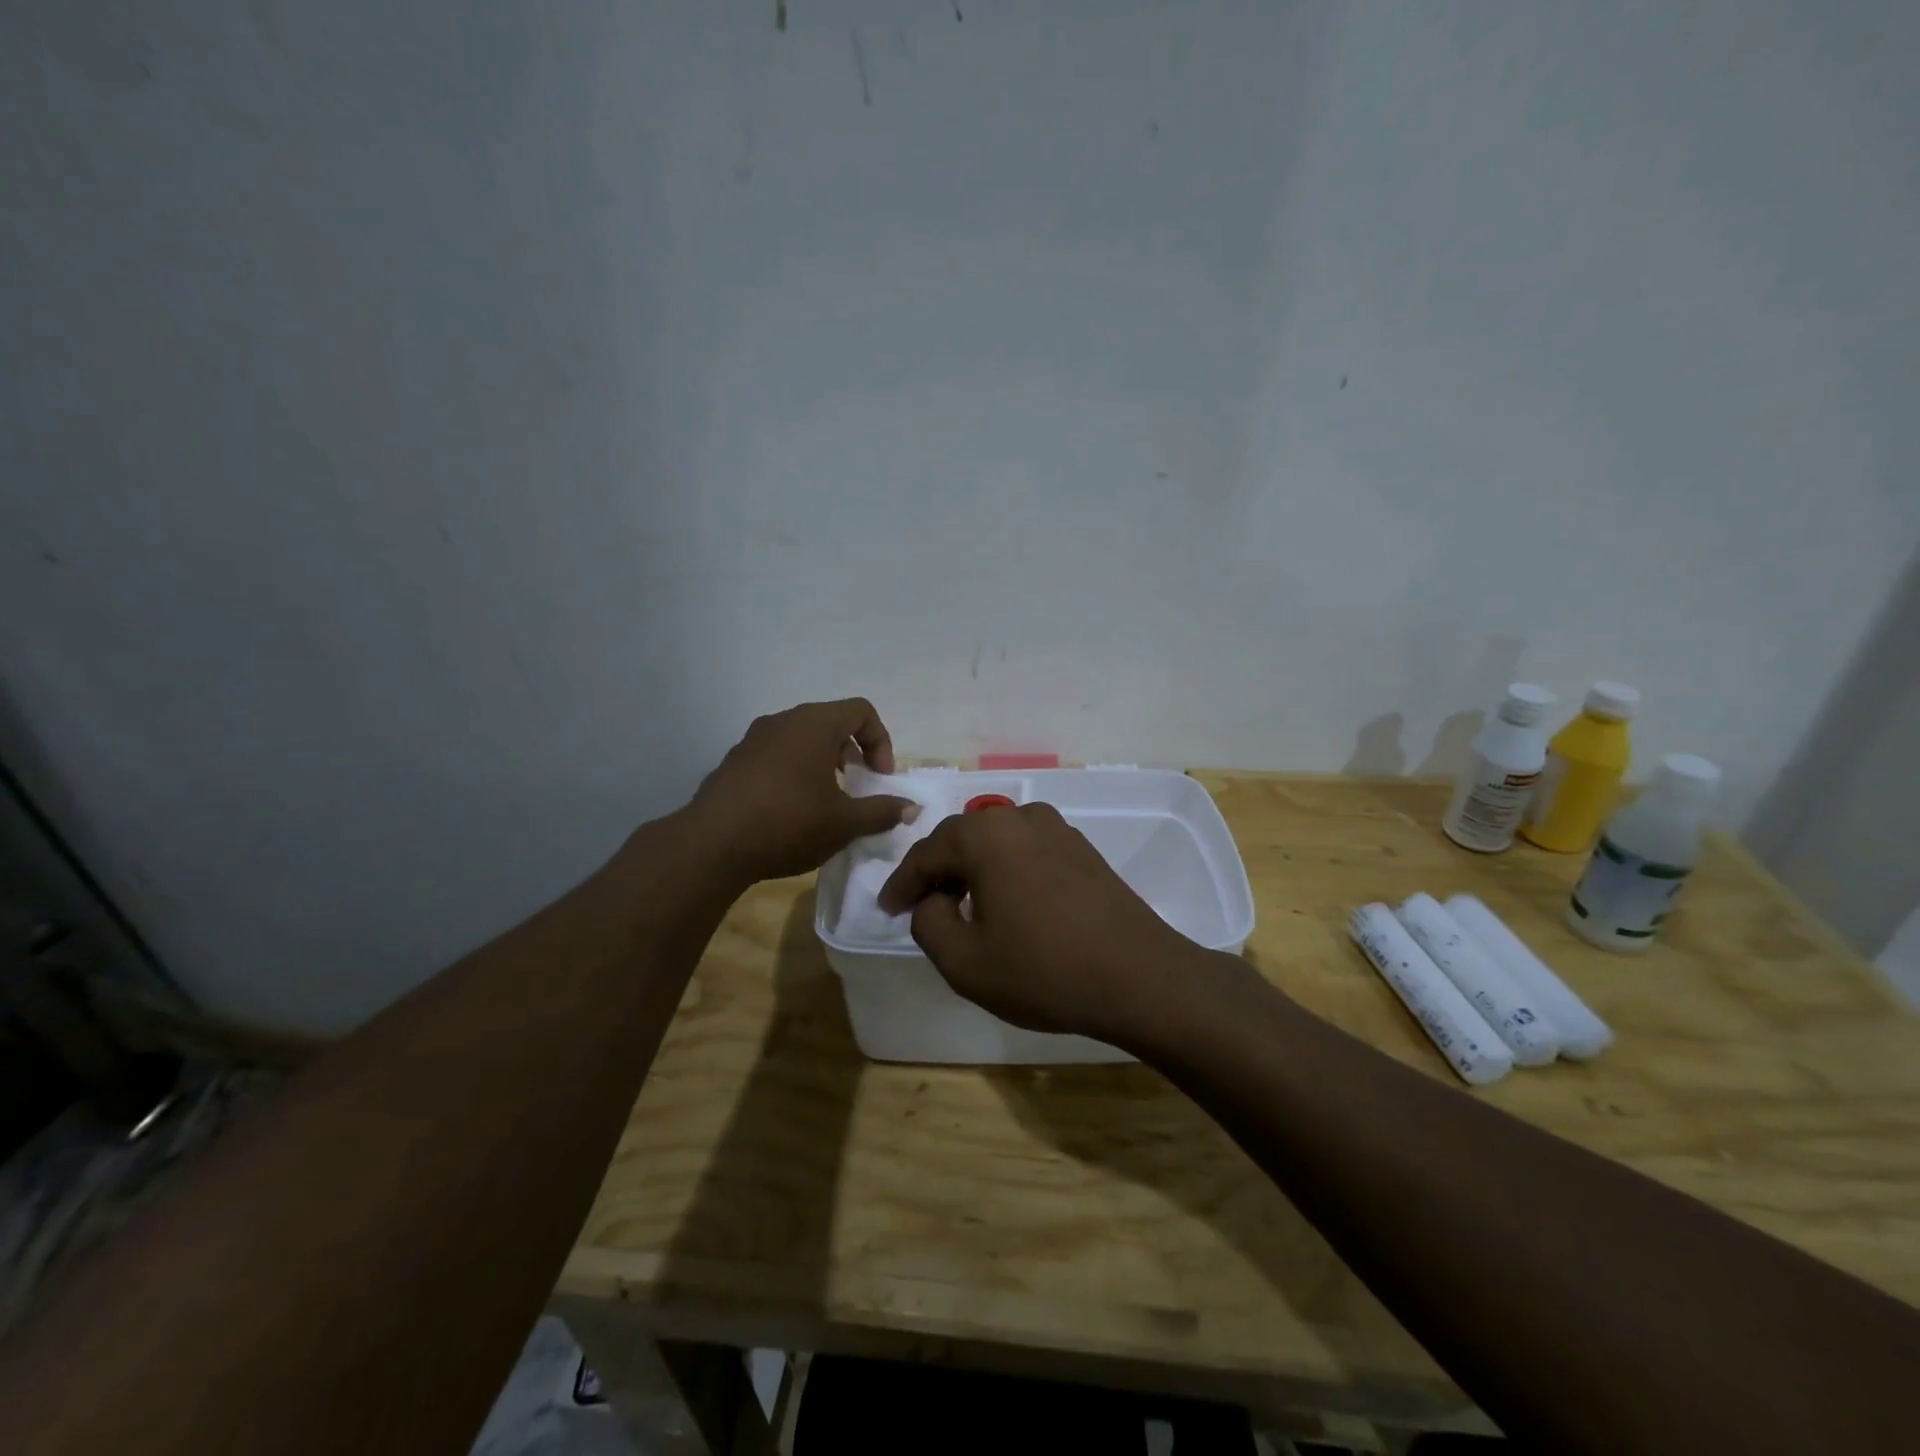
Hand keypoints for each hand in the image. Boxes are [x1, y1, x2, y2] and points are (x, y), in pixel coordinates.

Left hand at [686, 699, 914, 883]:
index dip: (880, 741)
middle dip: (852, 751)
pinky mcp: (734, 761)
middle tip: (857, 785)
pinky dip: (794, 771)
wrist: (712, 844)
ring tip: (825, 800)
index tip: (879, 777)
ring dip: (822, 762)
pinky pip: (776, 755)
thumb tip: (911, 807)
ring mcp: (753, 739)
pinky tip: (789, 810)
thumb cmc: (788, 823)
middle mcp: (783, 721)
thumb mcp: (844, 823)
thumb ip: (882, 811)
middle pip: (831, 721)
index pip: (861, 711)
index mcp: (815, 724)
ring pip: (801, 738)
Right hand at [878, 802, 1230, 1047]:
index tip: (887, 909)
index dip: (901, 883)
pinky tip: (1007, 902)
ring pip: (995, 842)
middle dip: (936, 871)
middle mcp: (1020, 817)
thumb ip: (928, 922)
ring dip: (971, 869)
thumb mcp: (964, 961)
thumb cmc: (1043, 971)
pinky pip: (1025, 850)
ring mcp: (1057, 828)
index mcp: (985, 835)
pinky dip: (1004, 870)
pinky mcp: (1081, 847)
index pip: (926, 853)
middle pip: (961, 839)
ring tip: (961, 906)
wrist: (1140, 977)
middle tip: (919, 906)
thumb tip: (933, 900)